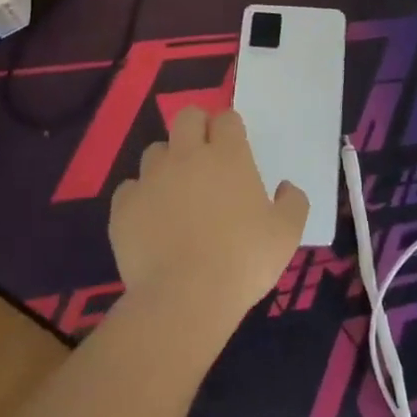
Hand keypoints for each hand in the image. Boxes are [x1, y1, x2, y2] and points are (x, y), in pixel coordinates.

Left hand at [109, 107, 307, 339]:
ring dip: (167, 163)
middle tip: (204, 156)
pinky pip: (130, 189)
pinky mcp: (124, 206)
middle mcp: (187, 156)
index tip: (234, 148)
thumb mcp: (287, 234)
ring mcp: (151, 178)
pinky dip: (140, 198)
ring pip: (155, 151)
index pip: (227, 119)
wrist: (185, 298)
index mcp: (228, 156)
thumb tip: (285, 187)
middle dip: (196, 128)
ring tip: (175, 193)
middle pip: (187, 117)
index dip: (230, 129)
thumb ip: (293, 202)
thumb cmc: (243, 262)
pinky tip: (150, 221)